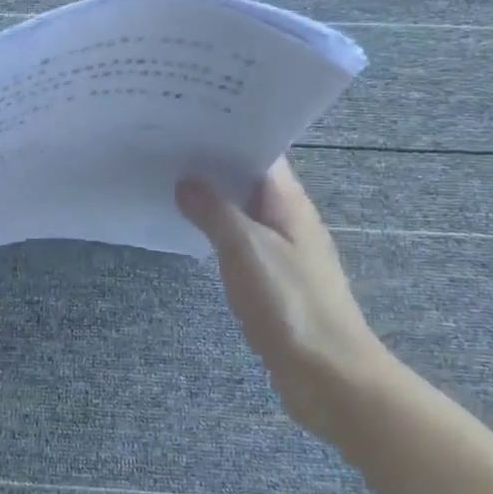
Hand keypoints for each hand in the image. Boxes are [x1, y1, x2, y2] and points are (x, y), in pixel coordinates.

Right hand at [177, 160, 390, 436]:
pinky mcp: (273, 279)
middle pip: (249, 179)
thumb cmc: (289, 303)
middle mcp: (289, 219)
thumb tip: (187, 182)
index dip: (227, 133)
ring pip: (243, 210)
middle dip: (213, 163)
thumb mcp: (245, 249)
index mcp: (289, 202)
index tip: (187, 119)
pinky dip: (217, 231)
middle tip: (165, 147)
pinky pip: (241, 241)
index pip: (261, 151)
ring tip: (169, 181)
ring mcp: (282, 250)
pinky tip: (190, 231)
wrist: (327, 374)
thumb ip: (215, 211)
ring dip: (213, 198)